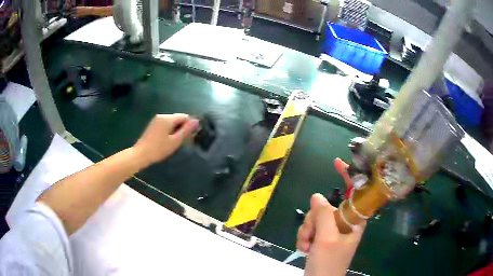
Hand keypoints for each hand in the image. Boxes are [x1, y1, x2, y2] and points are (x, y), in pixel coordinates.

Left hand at [133, 114, 198, 165]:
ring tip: (176, 142)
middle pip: (177, 118)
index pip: (184, 116)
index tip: (191, 136)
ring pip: (171, 122)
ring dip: (176, 130)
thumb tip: (196, 121)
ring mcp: (156, 120)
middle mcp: (162, 116)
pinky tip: (168, 140)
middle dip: (183, 127)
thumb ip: (186, 130)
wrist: (140, 154)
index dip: (190, 125)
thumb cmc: (159, 149)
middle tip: (184, 141)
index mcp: (168, 118)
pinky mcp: (153, 125)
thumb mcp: (175, 141)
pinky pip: (165, 125)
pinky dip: (169, 130)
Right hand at [297, 158, 365, 275]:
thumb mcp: (326, 239)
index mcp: (354, 221)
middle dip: (314, 220)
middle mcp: (345, 223)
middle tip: (312, 236)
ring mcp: (333, 231)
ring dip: (307, 231)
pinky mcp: (322, 237)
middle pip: (326, 207)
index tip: (337, 162)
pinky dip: (305, 237)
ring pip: (315, 218)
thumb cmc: (329, 263)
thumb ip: (323, 215)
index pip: (354, 193)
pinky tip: (305, 248)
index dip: (348, 176)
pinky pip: (310, 228)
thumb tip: (316, 196)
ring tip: (308, 246)